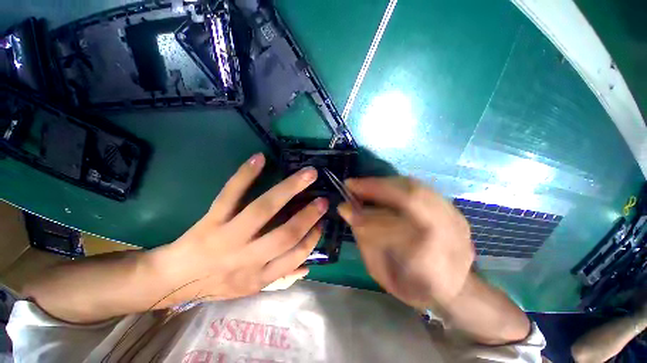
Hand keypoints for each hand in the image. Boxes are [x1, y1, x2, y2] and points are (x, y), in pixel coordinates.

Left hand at [148, 153, 327, 304]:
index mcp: (258, 276)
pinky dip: (246, 175)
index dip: (312, 238)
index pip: (294, 255)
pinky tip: (260, 158)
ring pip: (263, 209)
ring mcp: (228, 236)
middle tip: (323, 198)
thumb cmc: (216, 285)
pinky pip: (230, 194)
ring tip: (307, 174)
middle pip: (284, 234)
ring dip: (288, 189)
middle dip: (308, 215)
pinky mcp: (211, 219)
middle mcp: (247, 257)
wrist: (174, 279)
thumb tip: (308, 265)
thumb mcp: (251, 289)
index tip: (321, 223)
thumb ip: (281, 278)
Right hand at [338, 177, 473, 309]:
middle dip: (377, 188)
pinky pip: (419, 187)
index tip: (345, 206)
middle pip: (413, 198)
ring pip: (416, 187)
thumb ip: (365, 239)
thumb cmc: (412, 286)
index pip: (395, 231)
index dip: (369, 216)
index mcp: (433, 266)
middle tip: (352, 186)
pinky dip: (395, 184)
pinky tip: (380, 187)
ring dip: (384, 183)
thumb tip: (347, 209)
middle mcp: (450, 236)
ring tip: (363, 185)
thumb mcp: (382, 271)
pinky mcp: (451, 208)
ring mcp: (454, 218)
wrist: (453, 287)